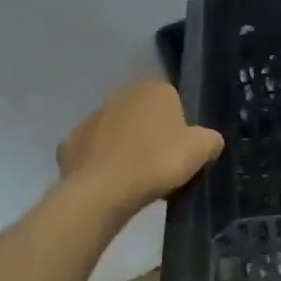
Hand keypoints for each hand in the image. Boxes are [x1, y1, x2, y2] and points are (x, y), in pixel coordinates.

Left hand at [58, 80, 223, 214]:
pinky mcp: (69, 143)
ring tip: (136, 178)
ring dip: (125, 147)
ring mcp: (92, 118)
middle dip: (151, 133)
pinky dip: (101, 164)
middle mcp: (121, 94)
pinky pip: (94, 152)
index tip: (182, 150)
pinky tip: (111, 183)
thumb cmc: (158, 161)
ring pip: (117, 131)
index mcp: (155, 89)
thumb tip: (210, 141)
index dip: (180, 126)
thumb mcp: (202, 150)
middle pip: (144, 114)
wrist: (102, 192)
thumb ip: (211, 140)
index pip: (174, 101)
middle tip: (161, 164)